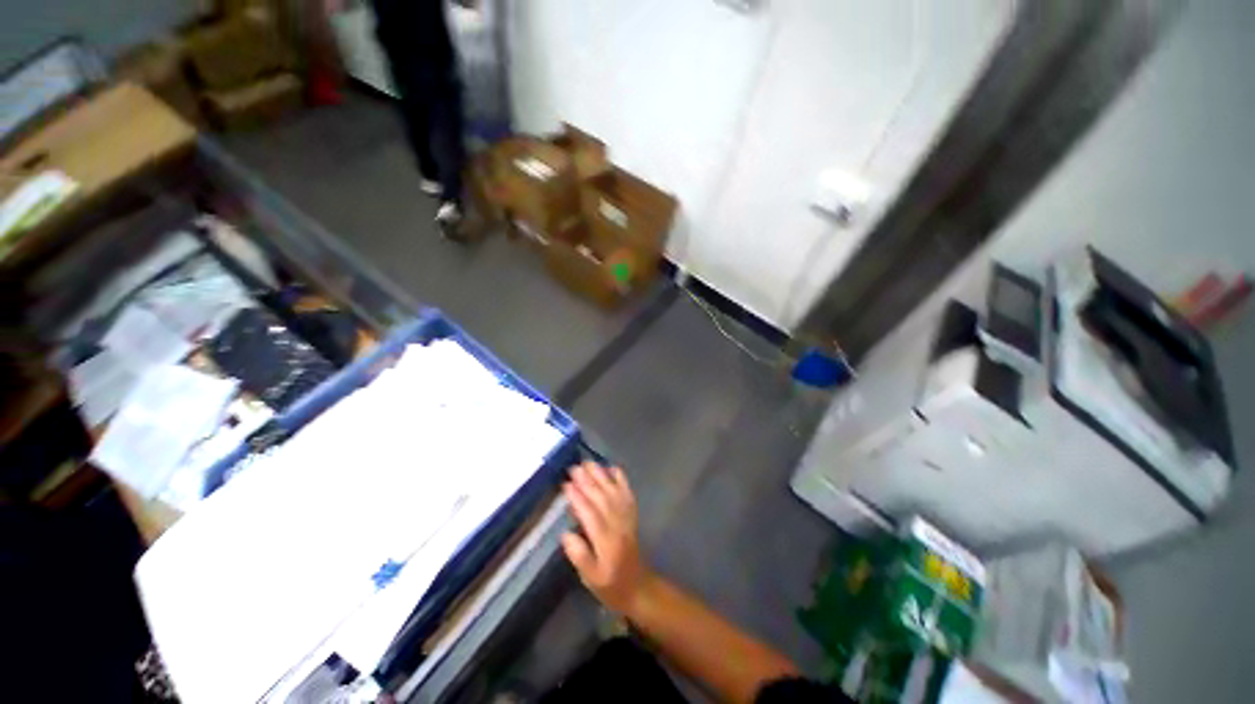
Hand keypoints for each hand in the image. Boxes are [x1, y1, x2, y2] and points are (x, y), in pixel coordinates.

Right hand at [561, 462, 652, 614]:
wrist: (638, 586)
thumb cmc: (610, 585)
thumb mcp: (590, 579)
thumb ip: (579, 556)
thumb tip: (566, 535)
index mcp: (606, 541)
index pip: (590, 514)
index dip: (578, 498)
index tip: (565, 485)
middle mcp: (618, 524)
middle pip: (601, 497)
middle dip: (587, 481)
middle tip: (573, 468)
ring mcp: (627, 517)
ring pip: (613, 491)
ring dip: (601, 475)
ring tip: (588, 463)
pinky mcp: (632, 514)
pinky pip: (627, 492)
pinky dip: (621, 479)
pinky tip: (612, 468)